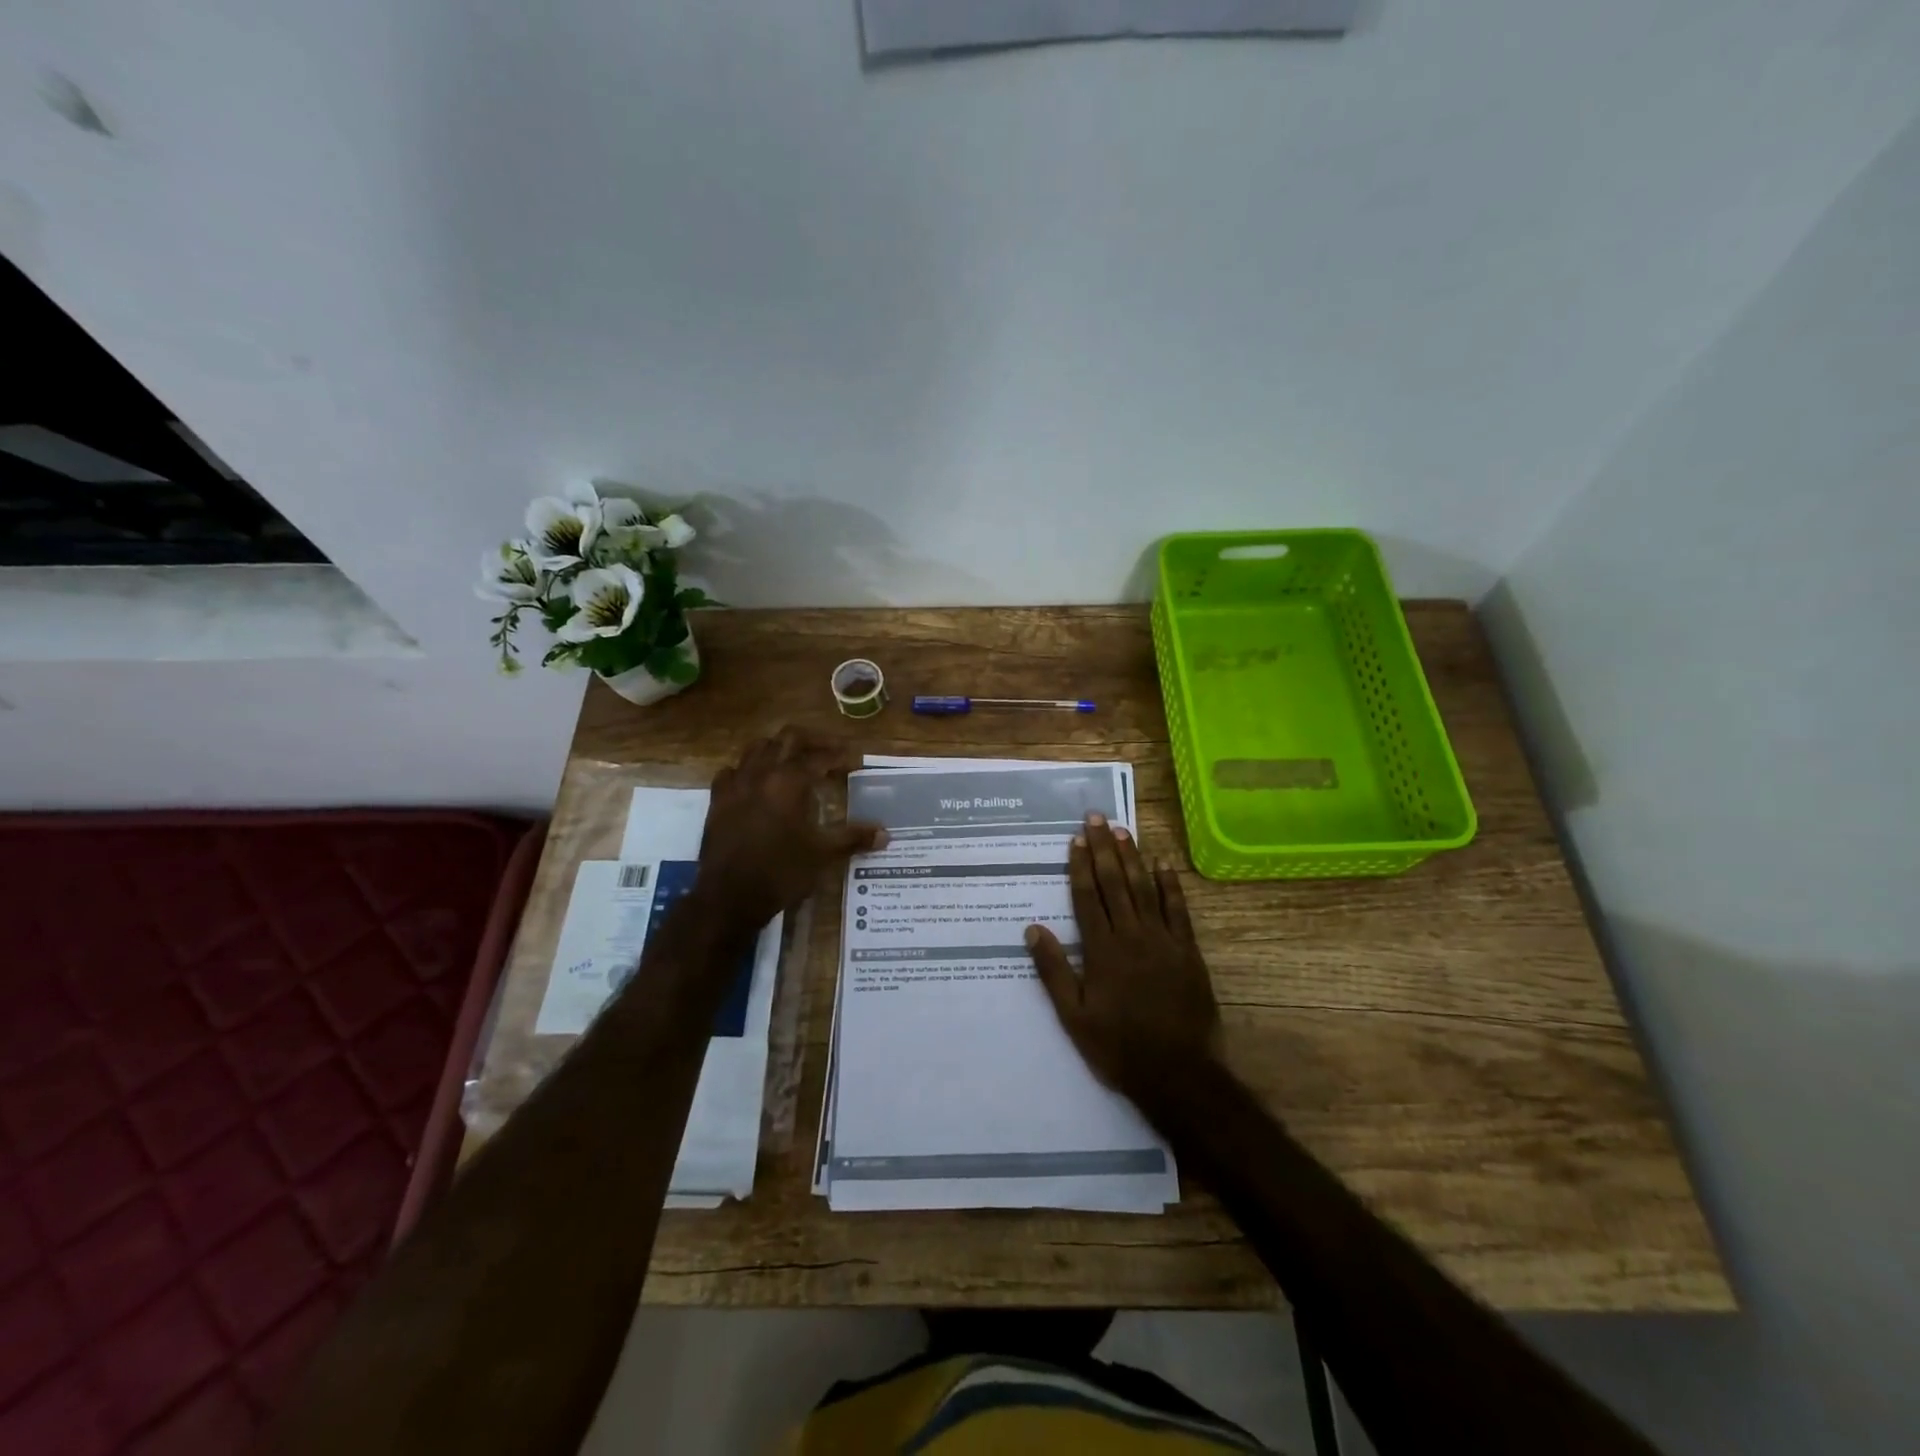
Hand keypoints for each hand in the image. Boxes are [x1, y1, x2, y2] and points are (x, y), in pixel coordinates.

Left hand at [694, 726, 886, 929]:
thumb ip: (854, 838)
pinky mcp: (717, 800)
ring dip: (780, 748)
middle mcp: (762, 773)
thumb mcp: (823, 854)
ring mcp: (735, 784)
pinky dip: (749, 769)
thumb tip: (886, 834)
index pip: (820, 757)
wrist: (728, 897)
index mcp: (789, 781)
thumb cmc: (781, 872)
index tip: (855, 760)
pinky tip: (757, 782)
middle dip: (812, 740)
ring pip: (758, 748)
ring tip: (795, 761)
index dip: (840, 755)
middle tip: (830, 750)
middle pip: (788, 738)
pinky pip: (732, 771)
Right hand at [1025, 813, 1220, 1105]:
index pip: (1087, 898)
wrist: (1178, 1074)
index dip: (1079, 866)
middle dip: (1103, 848)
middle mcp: (1131, 936)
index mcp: (1101, 951)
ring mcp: (1163, 941)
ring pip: (1144, 889)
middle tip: (1095, 817)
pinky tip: (1162, 863)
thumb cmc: (1119, 1047)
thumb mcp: (1074, 1017)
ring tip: (1121, 829)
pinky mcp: (1188, 951)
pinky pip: (1178, 910)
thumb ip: (1053, 971)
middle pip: (1114, 883)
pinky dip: (1170, 885)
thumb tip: (1032, 929)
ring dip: (1132, 857)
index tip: (1074, 839)